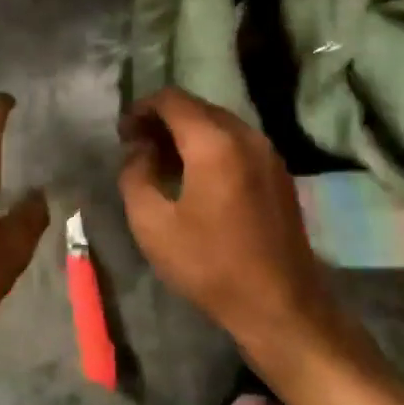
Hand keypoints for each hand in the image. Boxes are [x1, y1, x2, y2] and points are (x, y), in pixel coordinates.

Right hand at [118, 87, 342, 362]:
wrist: (280, 305)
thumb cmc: (210, 265)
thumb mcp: (152, 225)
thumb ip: (135, 176)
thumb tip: (138, 151)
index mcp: (214, 143)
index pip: (172, 100)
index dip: (142, 108)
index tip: (123, 133)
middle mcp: (247, 136)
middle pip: (198, 108)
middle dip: (164, 120)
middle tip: (138, 146)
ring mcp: (269, 154)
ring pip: (220, 124)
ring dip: (188, 133)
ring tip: (163, 162)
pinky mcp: (279, 174)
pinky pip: (238, 143)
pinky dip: (212, 147)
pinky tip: (197, 177)